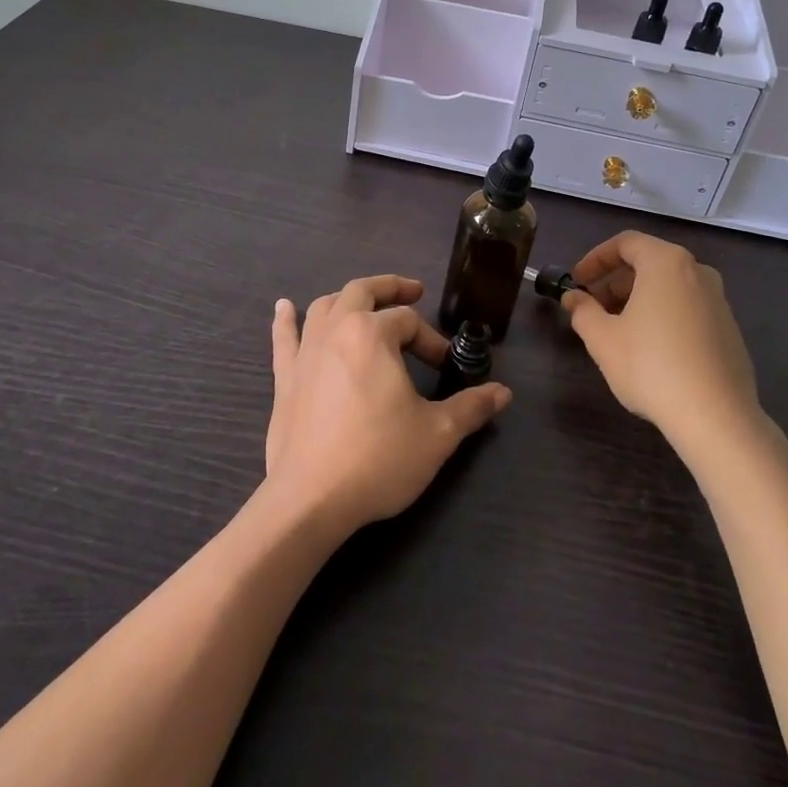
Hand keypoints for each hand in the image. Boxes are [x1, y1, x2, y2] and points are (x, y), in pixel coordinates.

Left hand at [265, 275, 510, 535]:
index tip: (445, 367)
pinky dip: (285, 319)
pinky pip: (284, 337)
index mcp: (372, 334)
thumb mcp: (437, 434)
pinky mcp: (284, 377)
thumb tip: (503, 393)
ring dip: (348, 298)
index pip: (409, 322)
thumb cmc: (379, 458)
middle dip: (391, 288)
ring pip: (325, 306)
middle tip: (413, 292)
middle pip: (363, 292)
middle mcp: (336, 329)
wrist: (312, 498)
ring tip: (364, 303)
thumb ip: (471, 407)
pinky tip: (284, 307)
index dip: (431, 340)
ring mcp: (305, 351)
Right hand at [560, 232, 763, 447]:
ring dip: (638, 299)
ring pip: (669, 286)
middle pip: (649, 262)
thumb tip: (573, 298)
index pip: (625, 243)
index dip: (595, 259)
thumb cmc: (651, 367)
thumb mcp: (603, 338)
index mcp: (666, 263)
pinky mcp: (730, 329)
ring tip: (618, 330)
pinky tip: (650, 349)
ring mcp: (719, 300)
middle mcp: (698, 272)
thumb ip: (582, 311)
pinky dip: (663, 315)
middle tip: (593, 307)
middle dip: (615, 281)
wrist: (716, 417)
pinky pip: (688, 308)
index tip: (577, 281)